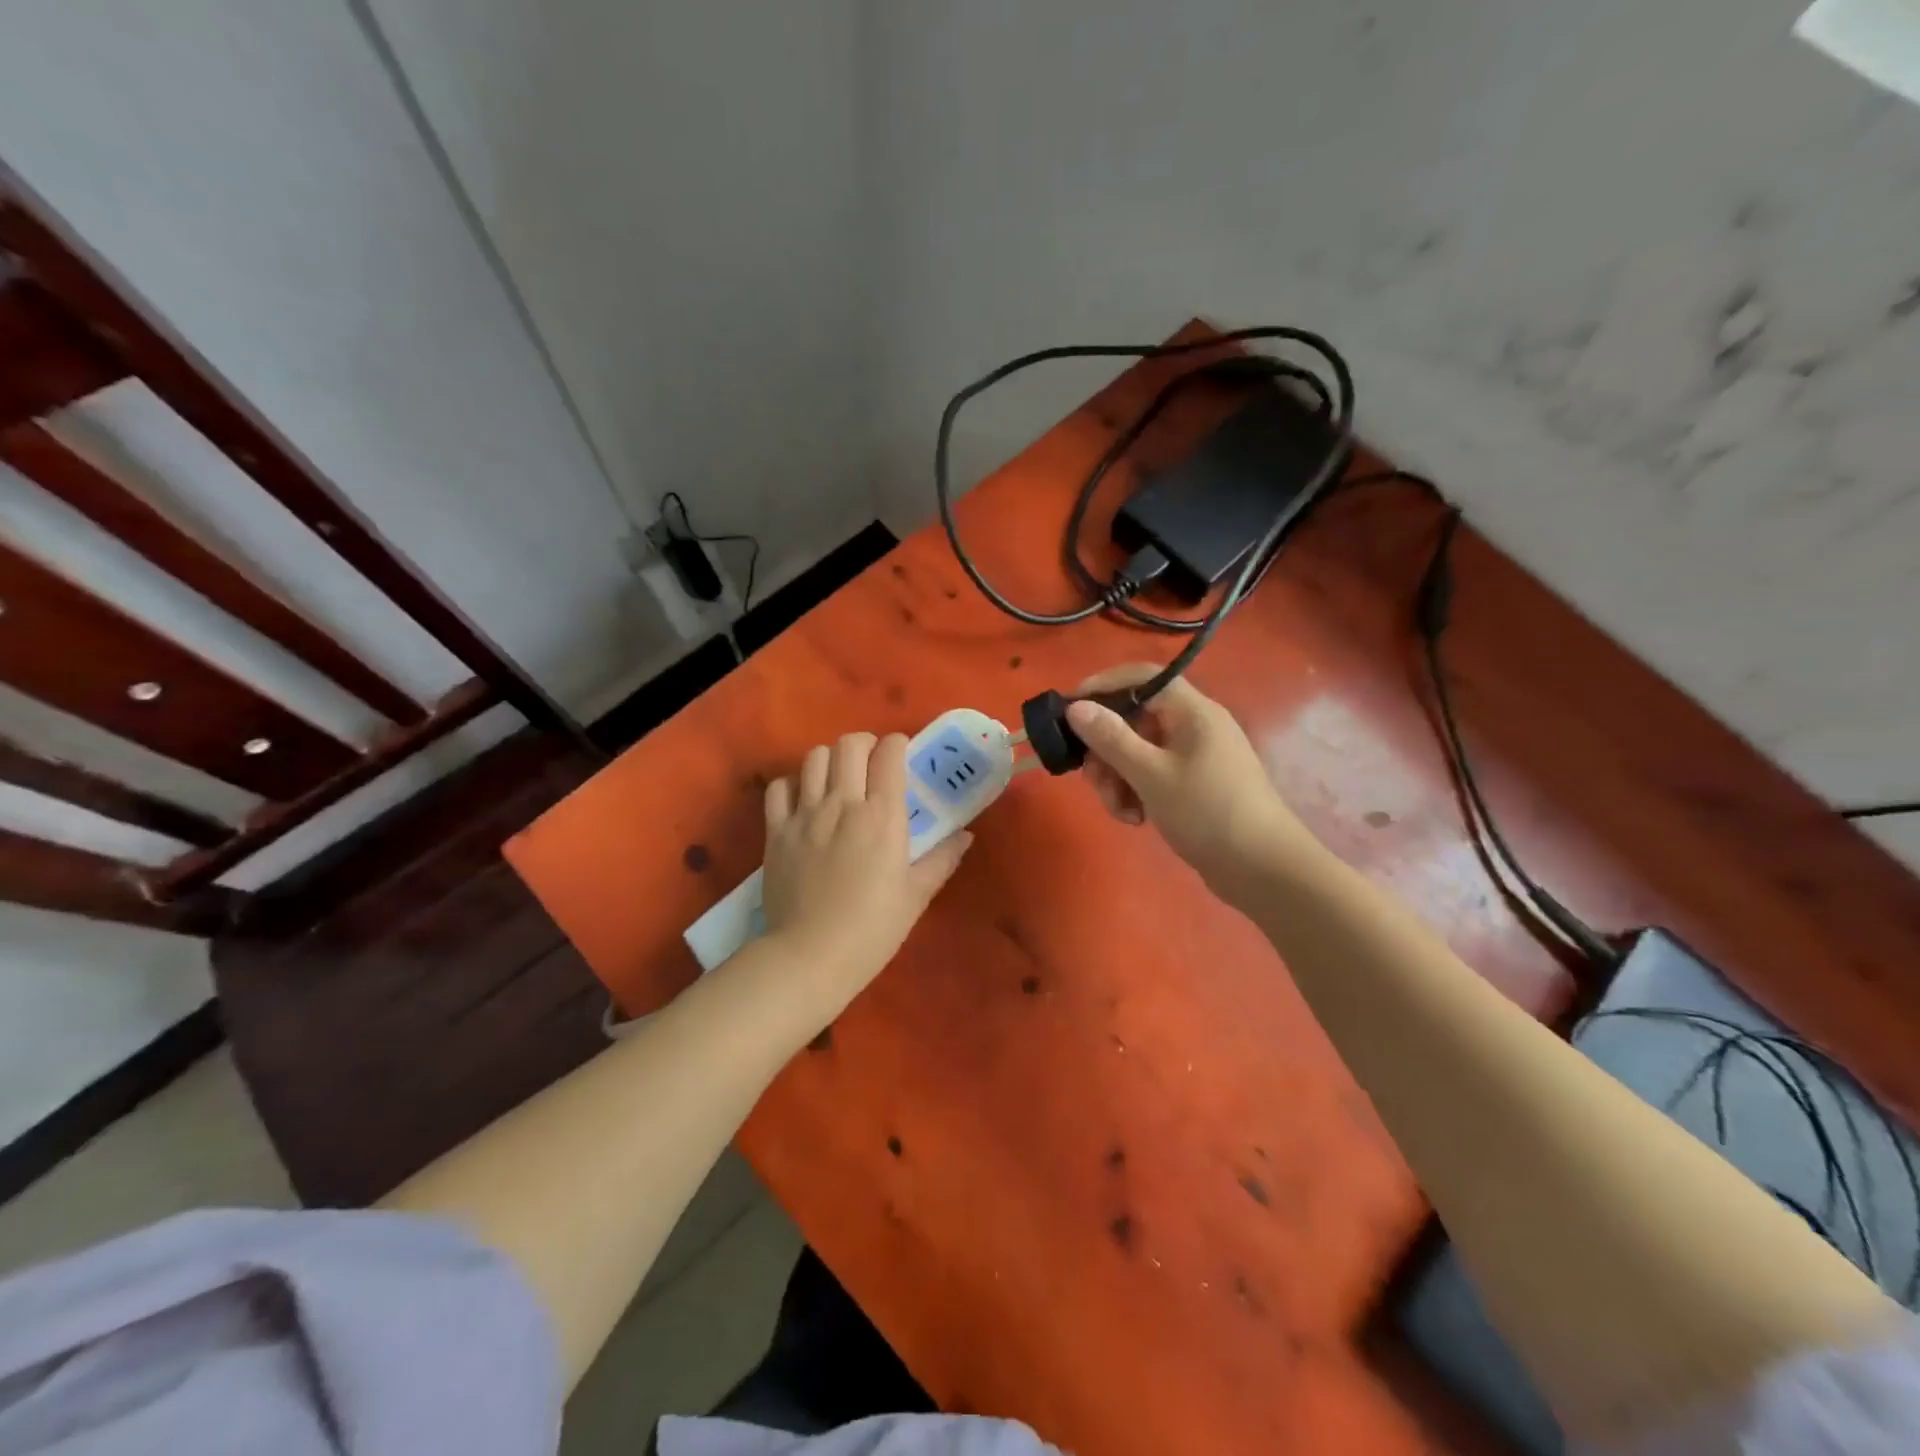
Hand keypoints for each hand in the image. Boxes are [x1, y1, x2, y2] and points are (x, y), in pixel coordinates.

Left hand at [760, 732, 970, 1014]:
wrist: (810, 957)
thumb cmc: (872, 929)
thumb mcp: (915, 896)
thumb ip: (942, 859)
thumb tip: (966, 837)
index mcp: (882, 816)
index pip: (888, 754)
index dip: (897, 744)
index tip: (901, 754)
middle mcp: (843, 804)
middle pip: (849, 744)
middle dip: (864, 744)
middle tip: (871, 763)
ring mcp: (805, 815)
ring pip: (814, 758)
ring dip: (830, 760)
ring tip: (837, 778)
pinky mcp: (776, 831)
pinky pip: (779, 788)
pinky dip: (793, 784)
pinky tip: (803, 800)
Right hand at [1065, 665, 1321, 904]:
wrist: (1263, 870)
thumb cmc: (1208, 812)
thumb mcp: (1151, 775)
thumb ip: (1111, 739)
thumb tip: (1076, 707)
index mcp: (1192, 712)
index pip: (1142, 677)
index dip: (1103, 685)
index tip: (1069, 710)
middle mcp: (1194, 726)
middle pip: (1135, 719)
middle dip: (1106, 749)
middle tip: (1092, 778)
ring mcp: (1195, 757)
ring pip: (1139, 751)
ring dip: (1118, 777)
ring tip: (1119, 810)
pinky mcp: (1194, 784)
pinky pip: (1152, 775)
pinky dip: (1136, 792)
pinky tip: (1135, 818)